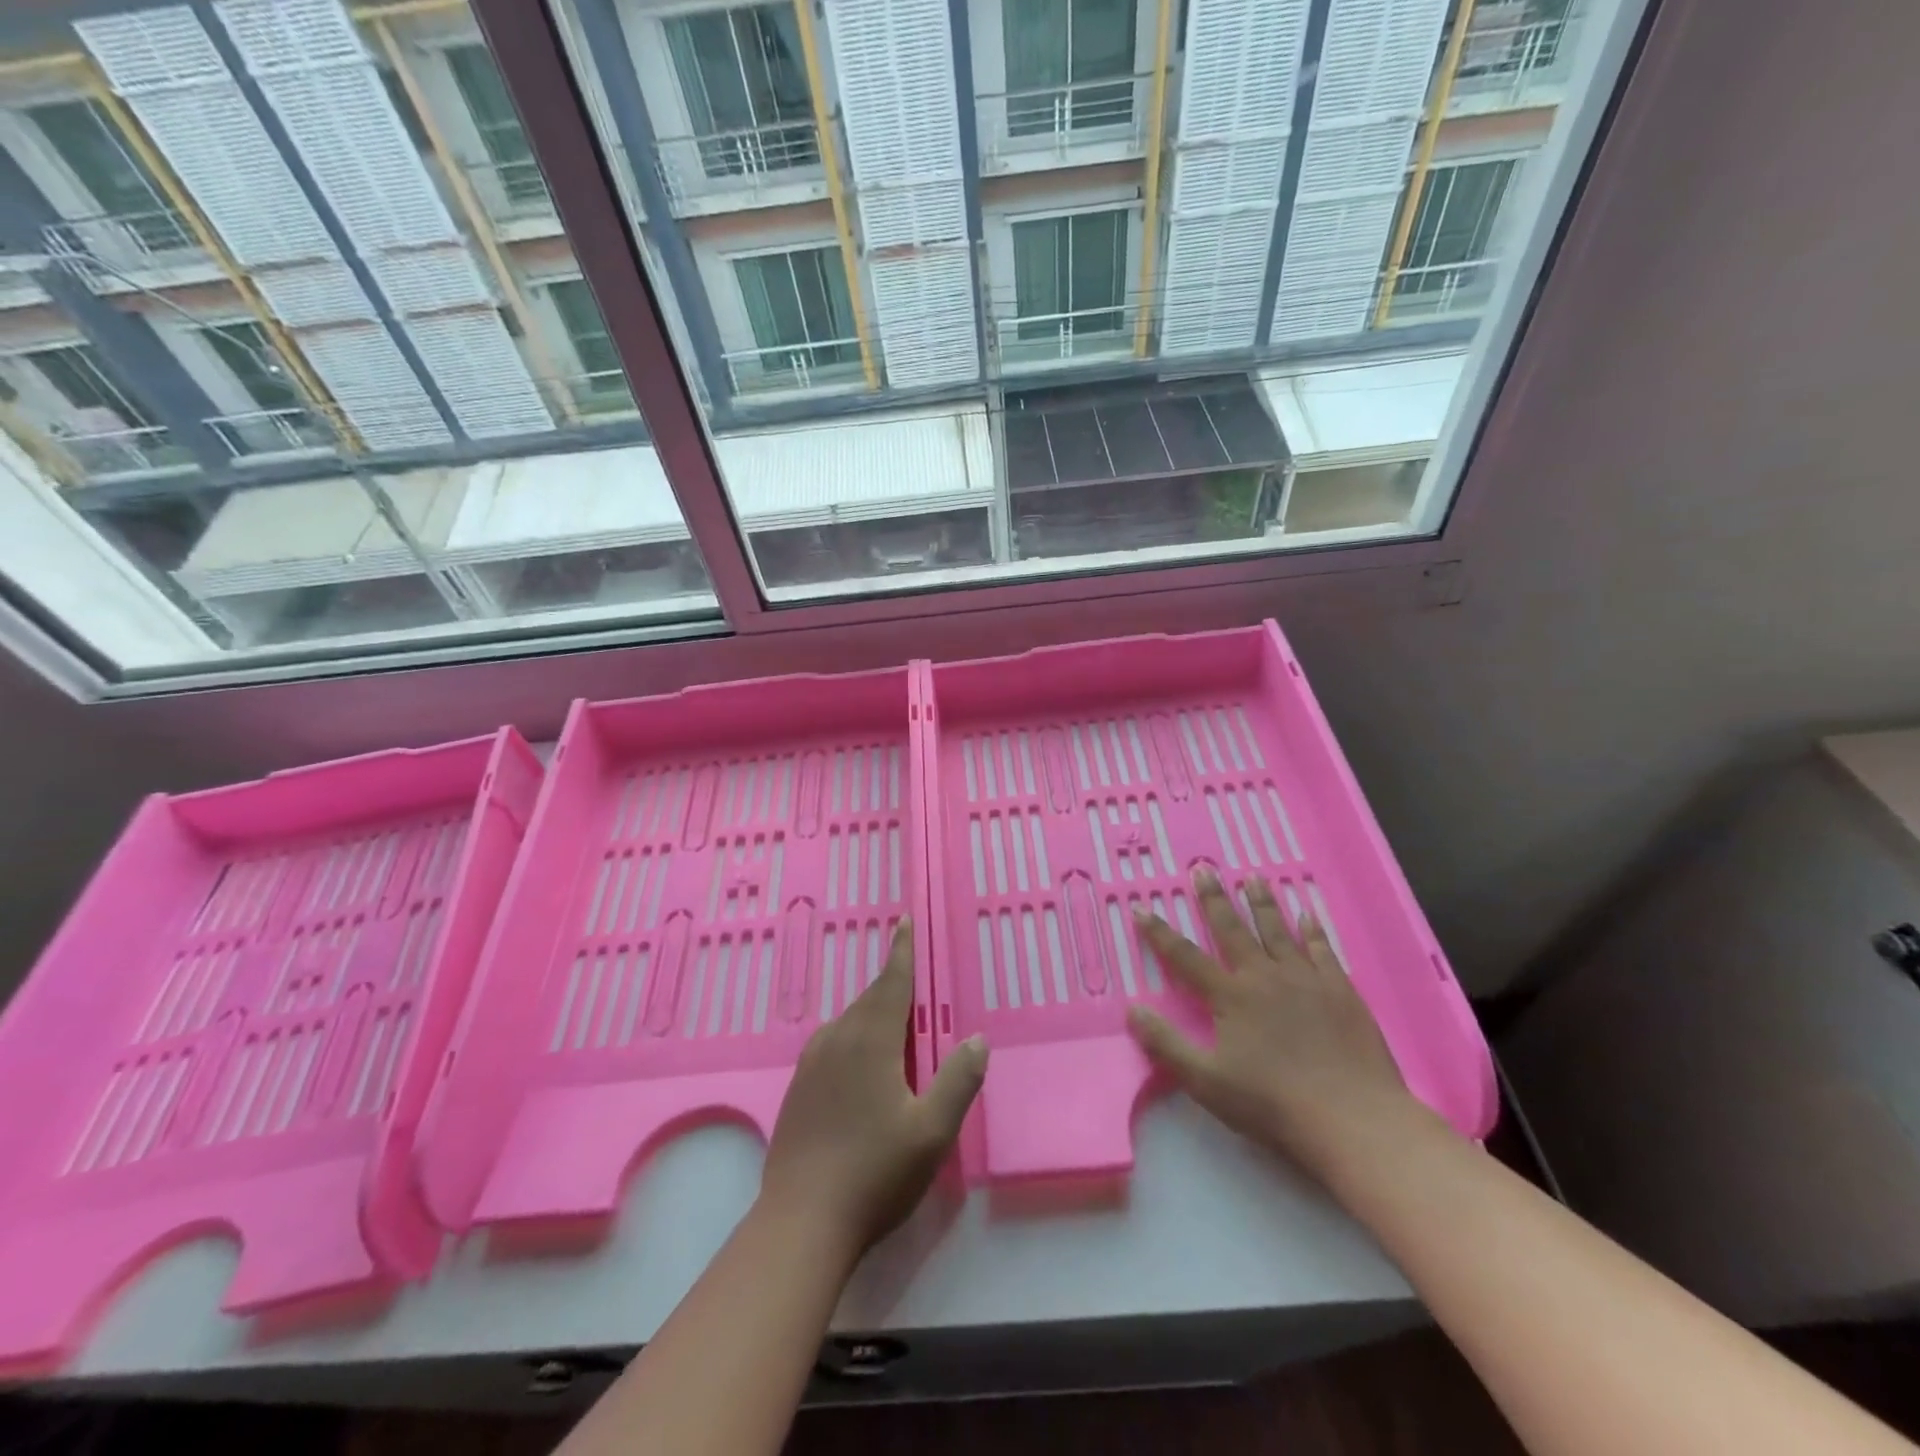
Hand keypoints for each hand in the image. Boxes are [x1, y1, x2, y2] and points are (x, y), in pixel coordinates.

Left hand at [759, 919, 987, 1263]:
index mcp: (870, 1040)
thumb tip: (977, 1039)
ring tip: (893, 1023)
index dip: (901, 951)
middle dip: (892, 985)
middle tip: (912, 978)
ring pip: (848, 1022)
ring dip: (872, 1014)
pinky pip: (832, 1044)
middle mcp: (837, 1040)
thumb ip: (958, 1080)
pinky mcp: (798, 1089)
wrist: (801, 1223)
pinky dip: (854, 1038)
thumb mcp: (933, 1131)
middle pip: (869, 1000)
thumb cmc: (875, 1172)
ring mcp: (811, 1064)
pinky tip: (861, 1064)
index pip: (891, 982)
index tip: (903, 921)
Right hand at [1129, 868, 1433, 1183]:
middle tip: (1203, 870)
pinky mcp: (1340, 990)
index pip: (1185, 957)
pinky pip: (1322, 950)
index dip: (1159, 933)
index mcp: (1230, 996)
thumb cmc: (1273, 1103)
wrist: (1353, 1119)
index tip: (1141, 907)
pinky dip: (1313, 930)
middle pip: (1232, 930)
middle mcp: (1264, 976)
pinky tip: (1308, 915)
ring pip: (1277, 930)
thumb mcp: (1206, 1081)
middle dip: (1214, 899)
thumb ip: (1167, 1045)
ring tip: (1253, 877)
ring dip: (1262, 903)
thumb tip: (1132, 1011)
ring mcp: (1306, 979)